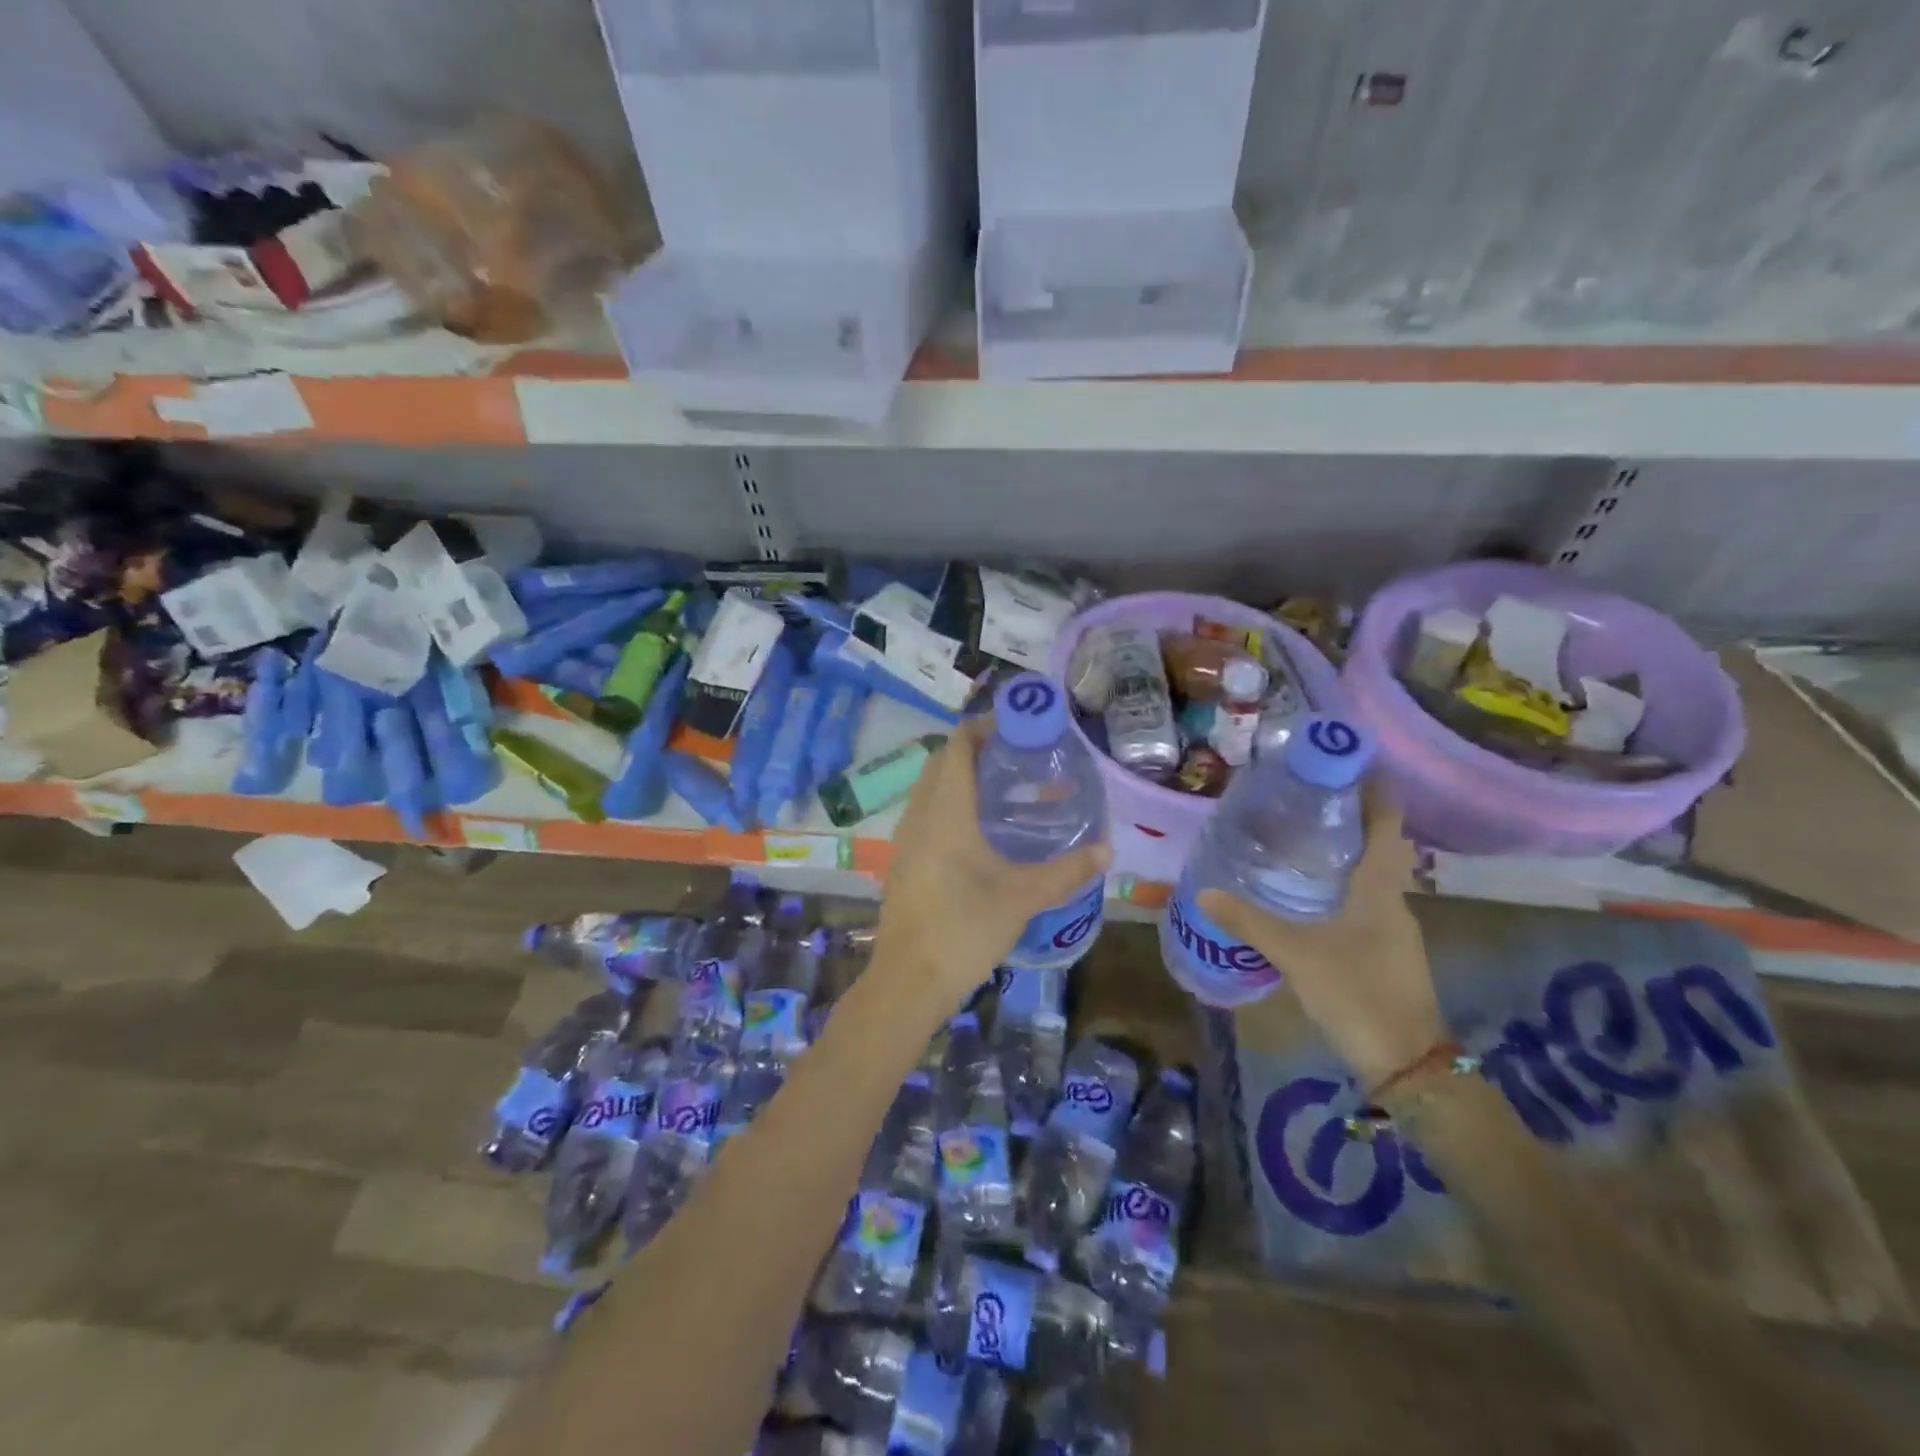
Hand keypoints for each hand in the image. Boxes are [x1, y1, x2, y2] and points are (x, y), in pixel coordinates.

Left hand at [873, 718, 1110, 1016]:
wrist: (908, 981)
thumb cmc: (965, 929)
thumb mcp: (1022, 897)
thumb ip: (1066, 871)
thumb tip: (1106, 851)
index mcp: (946, 812)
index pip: (957, 747)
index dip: (981, 728)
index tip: (1014, 726)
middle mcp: (919, 815)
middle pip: (940, 762)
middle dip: (972, 749)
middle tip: (1013, 756)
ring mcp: (904, 840)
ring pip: (928, 789)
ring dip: (956, 776)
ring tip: (998, 788)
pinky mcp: (901, 862)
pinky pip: (922, 814)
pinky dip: (946, 803)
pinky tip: (974, 831)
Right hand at [1198, 789, 1444, 1089]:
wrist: (1408, 1063)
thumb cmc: (1357, 992)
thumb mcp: (1296, 954)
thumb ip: (1250, 922)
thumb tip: (1205, 891)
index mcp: (1380, 890)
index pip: (1386, 826)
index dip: (1376, 791)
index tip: (1353, 762)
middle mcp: (1395, 902)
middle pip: (1378, 848)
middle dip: (1350, 820)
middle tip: (1305, 799)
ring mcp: (1395, 931)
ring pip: (1371, 879)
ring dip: (1345, 856)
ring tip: (1300, 841)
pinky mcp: (1389, 954)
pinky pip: (1366, 905)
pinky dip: (1343, 888)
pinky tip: (1311, 898)